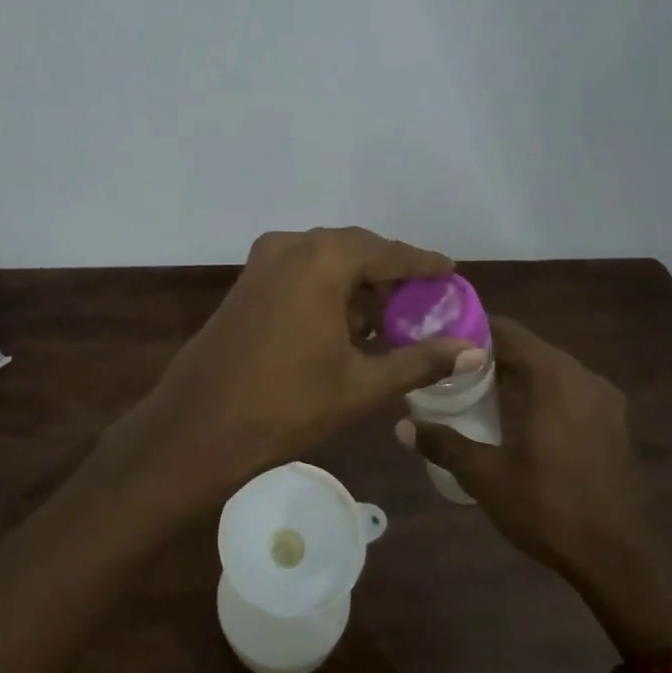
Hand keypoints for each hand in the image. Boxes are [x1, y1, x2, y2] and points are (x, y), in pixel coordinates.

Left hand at [118, 228, 474, 501]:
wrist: (199, 426)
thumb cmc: (287, 404)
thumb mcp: (361, 384)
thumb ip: (419, 360)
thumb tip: (472, 351)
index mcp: (322, 260)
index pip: (387, 252)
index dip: (422, 262)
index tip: (450, 270)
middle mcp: (291, 246)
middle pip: (355, 248)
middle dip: (389, 272)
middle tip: (422, 298)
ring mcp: (262, 262)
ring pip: (325, 258)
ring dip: (357, 281)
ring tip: (389, 316)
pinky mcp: (247, 281)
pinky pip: (300, 270)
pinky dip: (327, 287)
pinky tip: (346, 322)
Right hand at [398, 317, 671, 649]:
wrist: (617, 562)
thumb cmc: (549, 509)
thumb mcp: (486, 476)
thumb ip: (444, 443)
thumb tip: (402, 426)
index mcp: (556, 379)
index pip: (509, 333)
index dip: (473, 331)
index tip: (440, 338)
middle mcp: (585, 378)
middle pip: (530, 349)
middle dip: (490, 354)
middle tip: (449, 366)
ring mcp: (605, 401)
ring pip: (551, 370)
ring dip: (516, 373)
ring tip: (475, 387)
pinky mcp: (613, 424)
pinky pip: (569, 390)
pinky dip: (540, 391)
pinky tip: (515, 415)